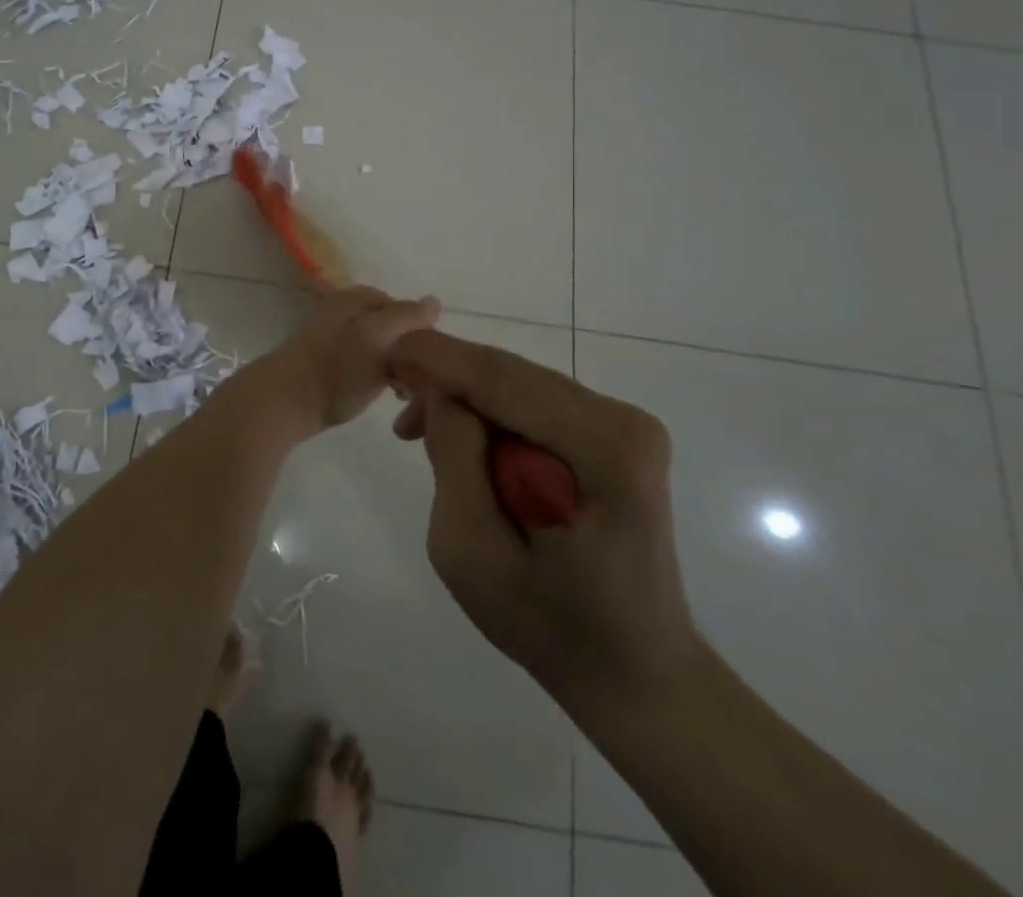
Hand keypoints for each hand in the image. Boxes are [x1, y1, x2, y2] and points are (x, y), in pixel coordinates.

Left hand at [256, 285, 441, 435]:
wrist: (281, 403)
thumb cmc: (334, 371)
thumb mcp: (378, 339)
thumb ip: (406, 318)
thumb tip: (434, 301)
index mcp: (354, 298)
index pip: (403, 308)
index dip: (421, 334)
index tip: (430, 365)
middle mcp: (342, 310)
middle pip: (389, 326)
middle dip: (407, 352)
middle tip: (415, 384)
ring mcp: (330, 335)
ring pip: (376, 346)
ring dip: (392, 367)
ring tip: (399, 394)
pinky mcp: (322, 362)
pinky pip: (359, 362)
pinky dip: (373, 376)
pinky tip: (374, 394)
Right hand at [387, 330, 701, 709]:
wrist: (636, 672)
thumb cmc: (549, 626)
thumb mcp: (471, 552)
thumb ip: (453, 459)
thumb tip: (442, 392)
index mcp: (603, 449)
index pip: (501, 379)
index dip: (439, 357)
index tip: (387, 351)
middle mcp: (623, 420)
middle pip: (511, 374)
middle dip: (448, 381)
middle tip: (397, 412)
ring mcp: (626, 424)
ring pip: (520, 384)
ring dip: (468, 401)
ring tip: (422, 436)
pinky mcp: (618, 434)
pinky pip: (536, 403)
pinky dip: (494, 415)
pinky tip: (469, 446)